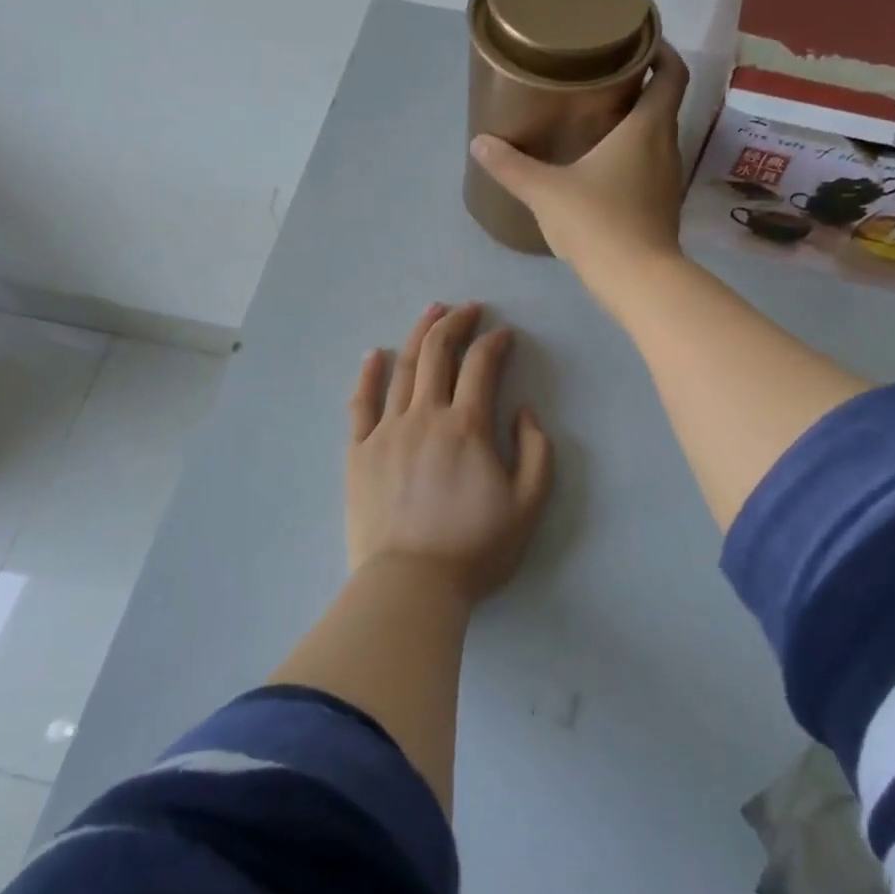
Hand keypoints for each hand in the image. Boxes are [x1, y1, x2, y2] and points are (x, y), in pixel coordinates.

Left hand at [346, 302, 552, 606]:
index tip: (504, 334)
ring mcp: (386, 431)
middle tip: (469, 309)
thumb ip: (536, 451)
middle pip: (438, 354)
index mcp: (467, 427)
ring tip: (432, 311)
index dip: (495, 343)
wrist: (411, 585)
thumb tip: (523, 411)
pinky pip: (361, 403)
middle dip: (456, 323)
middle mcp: (424, 416)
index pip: (481, 366)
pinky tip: (373, 354)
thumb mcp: (529, 505)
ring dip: (419, 334)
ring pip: (402, 368)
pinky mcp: (359, 451)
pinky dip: (368, 374)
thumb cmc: (475, 548)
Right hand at [470, 41, 690, 296]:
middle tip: (602, 79)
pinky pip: (651, 167)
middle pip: (663, 104)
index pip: (672, 74)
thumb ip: (511, 166)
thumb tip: (479, 143)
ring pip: (657, 137)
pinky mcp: (662, 206)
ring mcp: (668, 179)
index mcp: (647, 127)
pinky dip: (633, 157)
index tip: (637, 43)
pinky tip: (603, 169)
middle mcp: (667, 146)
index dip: (661, 52)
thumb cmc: (597, 222)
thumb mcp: (546, 191)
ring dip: (635, 124)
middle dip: (639, 87)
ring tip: (598, 120)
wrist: (638, 280)